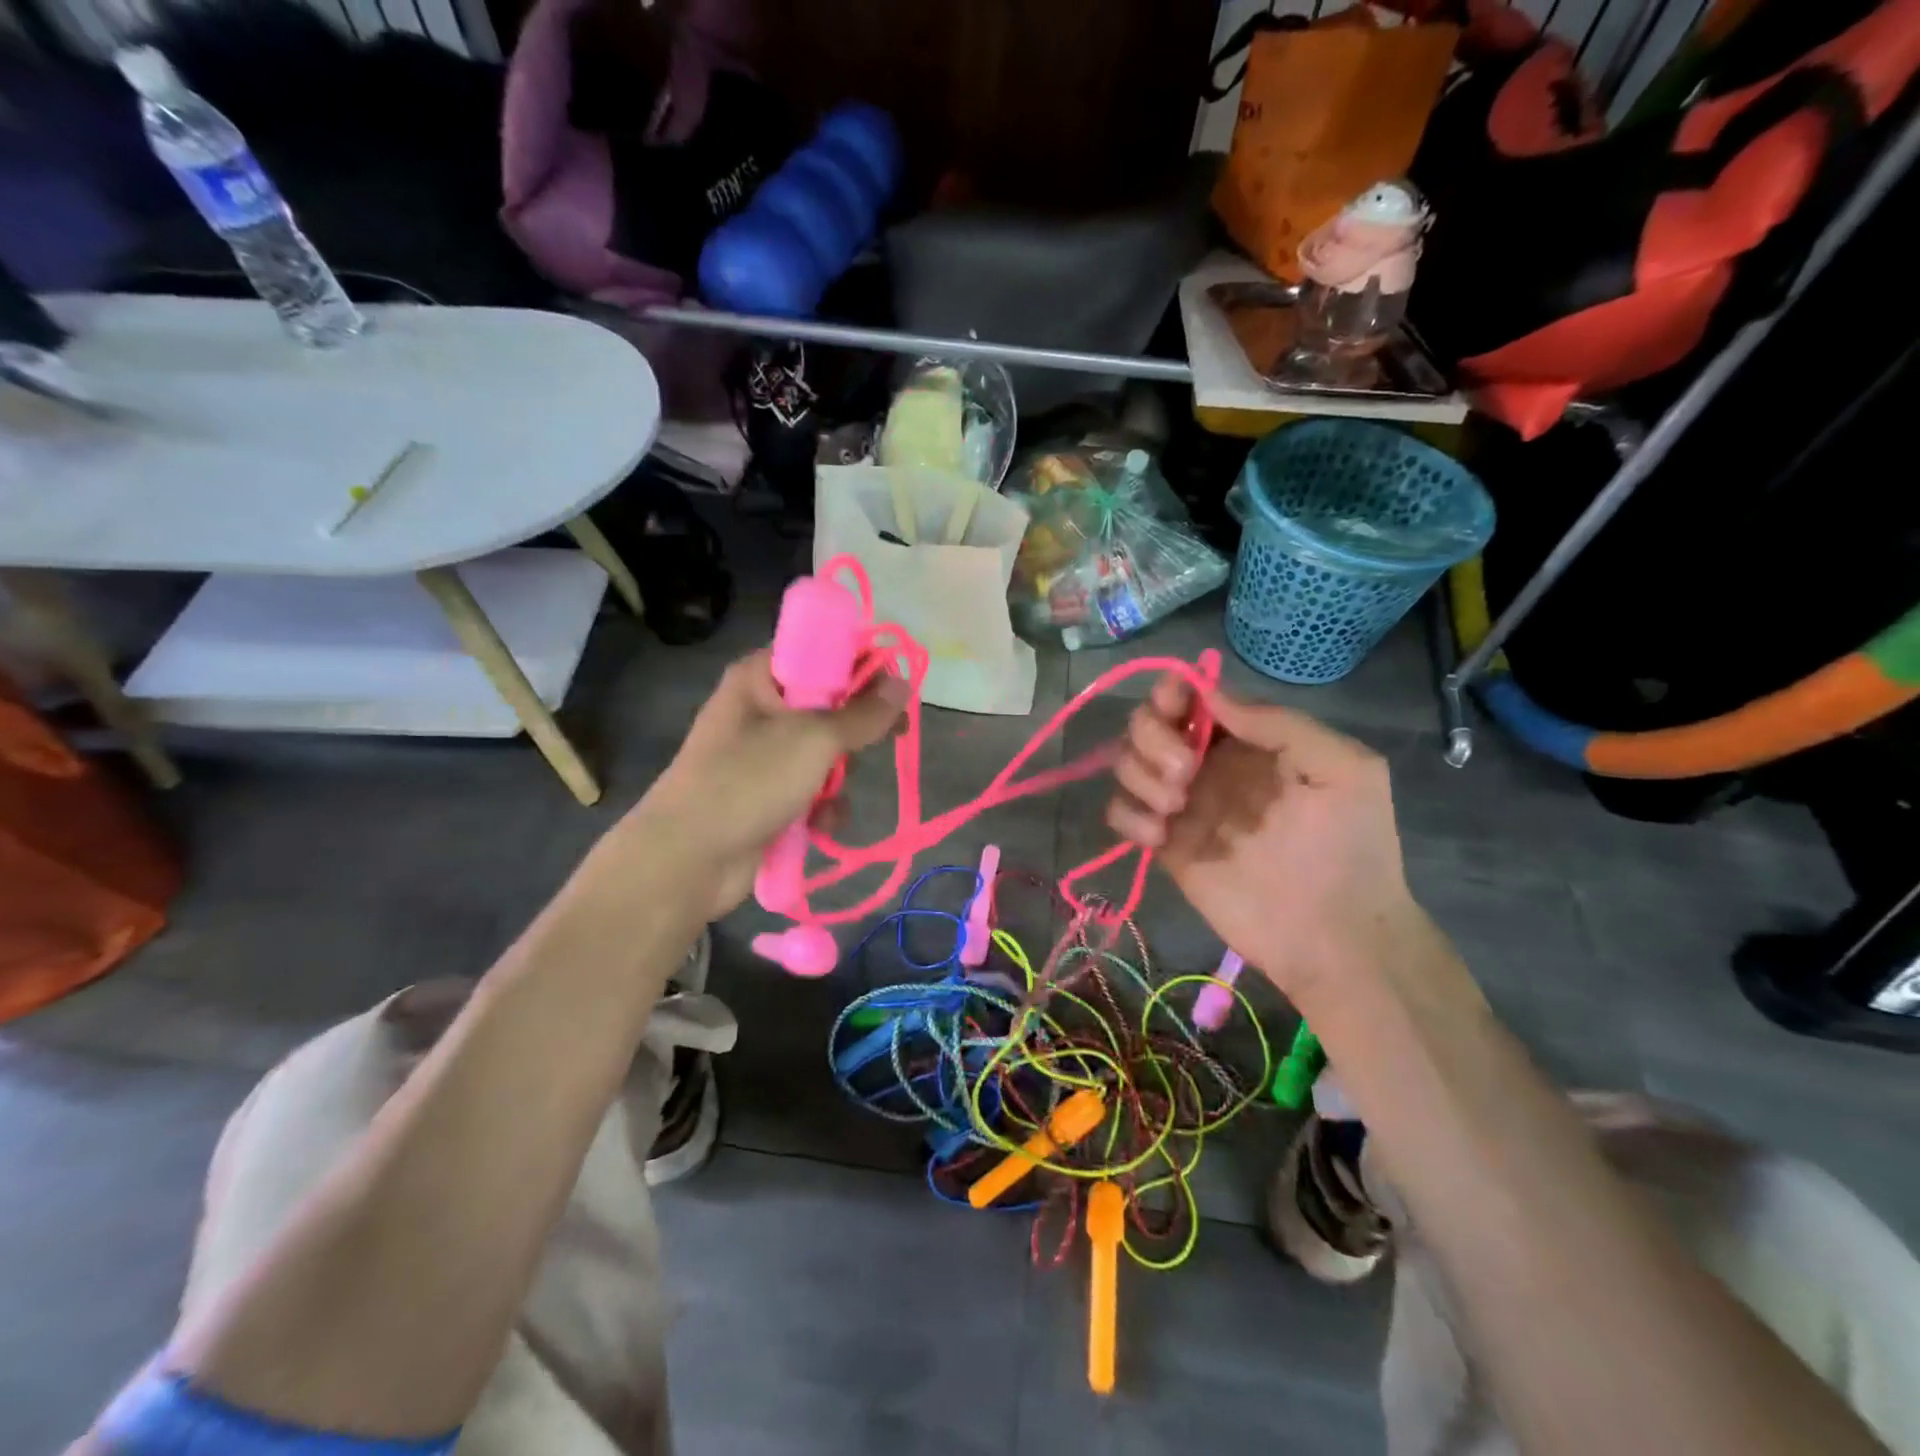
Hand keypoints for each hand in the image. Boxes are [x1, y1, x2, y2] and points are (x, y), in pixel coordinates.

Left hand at [621, 651, 905, 918]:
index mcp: (762, 677)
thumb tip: (903, 682)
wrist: (687, 859)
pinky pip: (815, 789)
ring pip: (828, 752)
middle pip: (830, 704)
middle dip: (855, 730)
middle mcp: (762, 709)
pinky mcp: (769, 795)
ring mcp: (764, 755)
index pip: (822, 651)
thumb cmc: (748, 782)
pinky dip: (823, 806)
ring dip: (840, 777)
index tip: (897, 685)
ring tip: (830, 794)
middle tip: (892, 734)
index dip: (861, 664)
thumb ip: (863, 713)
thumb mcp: (814, 739)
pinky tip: (820, 824)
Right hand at [1106, 676, 1426, 1004]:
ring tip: (1175, 807)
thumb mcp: (1345, 768)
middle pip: (1146, 723)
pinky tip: (1159, 837)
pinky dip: (1129, 816)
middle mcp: (1207, 764)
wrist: (1335, 934)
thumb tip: (1211, 697)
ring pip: (1126, 764)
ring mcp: (1182, 805)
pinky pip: (1120, 813)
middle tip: (1184, 771)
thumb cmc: (1350, 846)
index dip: (1172, 691)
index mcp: (1248, 739)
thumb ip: (1280, 724)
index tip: (1174, 705)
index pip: (1192, 697)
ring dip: (1139, 775)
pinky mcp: (1164, 845)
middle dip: (1151, 736)